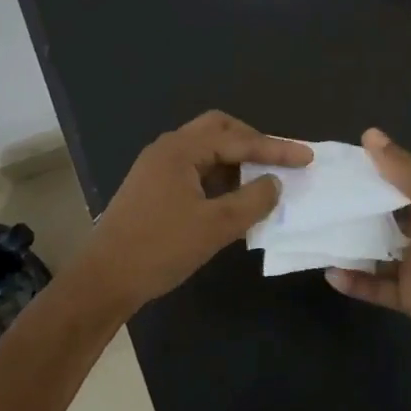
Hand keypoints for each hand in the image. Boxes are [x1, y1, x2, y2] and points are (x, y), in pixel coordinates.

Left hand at [77, 111, 310, 311]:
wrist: (103, 280)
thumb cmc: (160, 248)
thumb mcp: (215, 226)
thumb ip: (252, 200)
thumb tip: (275, 183)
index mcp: (180, 150)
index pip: (238, 140)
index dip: (276, 149)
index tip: (307, 157)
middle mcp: (167, 149)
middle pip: (219, 129)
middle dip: (253, 141)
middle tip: (280, 159)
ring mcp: (157, 168)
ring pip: (206, 148)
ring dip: (236, 158)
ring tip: (263, 178)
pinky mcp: (153, 187)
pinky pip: (195, 168)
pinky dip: (220, 175)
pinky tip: (234, 196)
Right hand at [324, 128, 410, 351]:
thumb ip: (405, 172)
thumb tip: (369, 135)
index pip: (393, 186)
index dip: (367, 175)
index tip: (332, 167)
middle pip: (380, 221)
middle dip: (351, 213)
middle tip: (313, 202)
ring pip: (373, 255)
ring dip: (348, 249)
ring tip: (313, 237)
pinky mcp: (408, 298)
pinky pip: (375, 288)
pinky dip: (354, 283)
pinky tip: (330, 273)